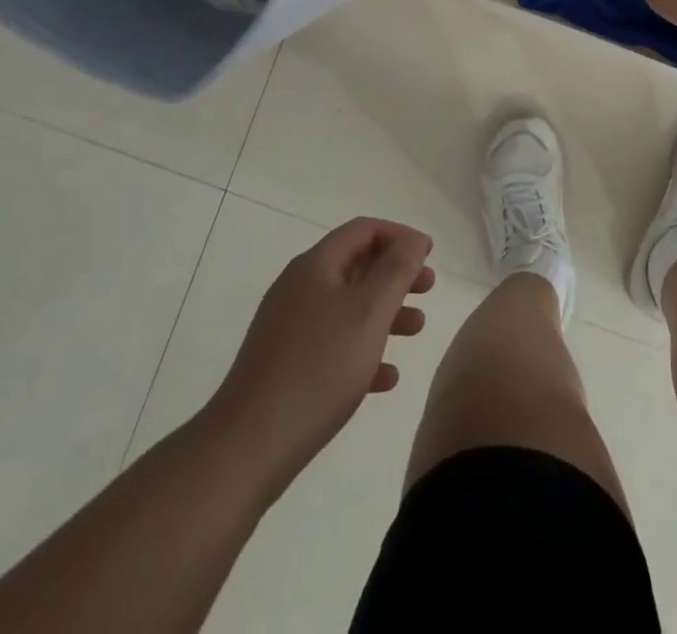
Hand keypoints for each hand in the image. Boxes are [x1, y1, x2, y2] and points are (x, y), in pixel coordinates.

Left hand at [210, 218, 434, 493]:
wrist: (248, 446)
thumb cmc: (318, 367)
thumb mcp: (369, 311)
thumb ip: (397, 270)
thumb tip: (413, 240)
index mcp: (316, 266)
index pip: (363, 230)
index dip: (399, 236)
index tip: (429, 255)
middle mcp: (299, 288)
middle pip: (356, 266)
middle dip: (396, 274)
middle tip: (428, 289)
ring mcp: (289, 328)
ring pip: (347, 307)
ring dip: (385, 312)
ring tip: (416, 330)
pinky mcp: (285, 366)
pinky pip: (333, 344)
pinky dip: (363, 348)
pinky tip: (386, 377)